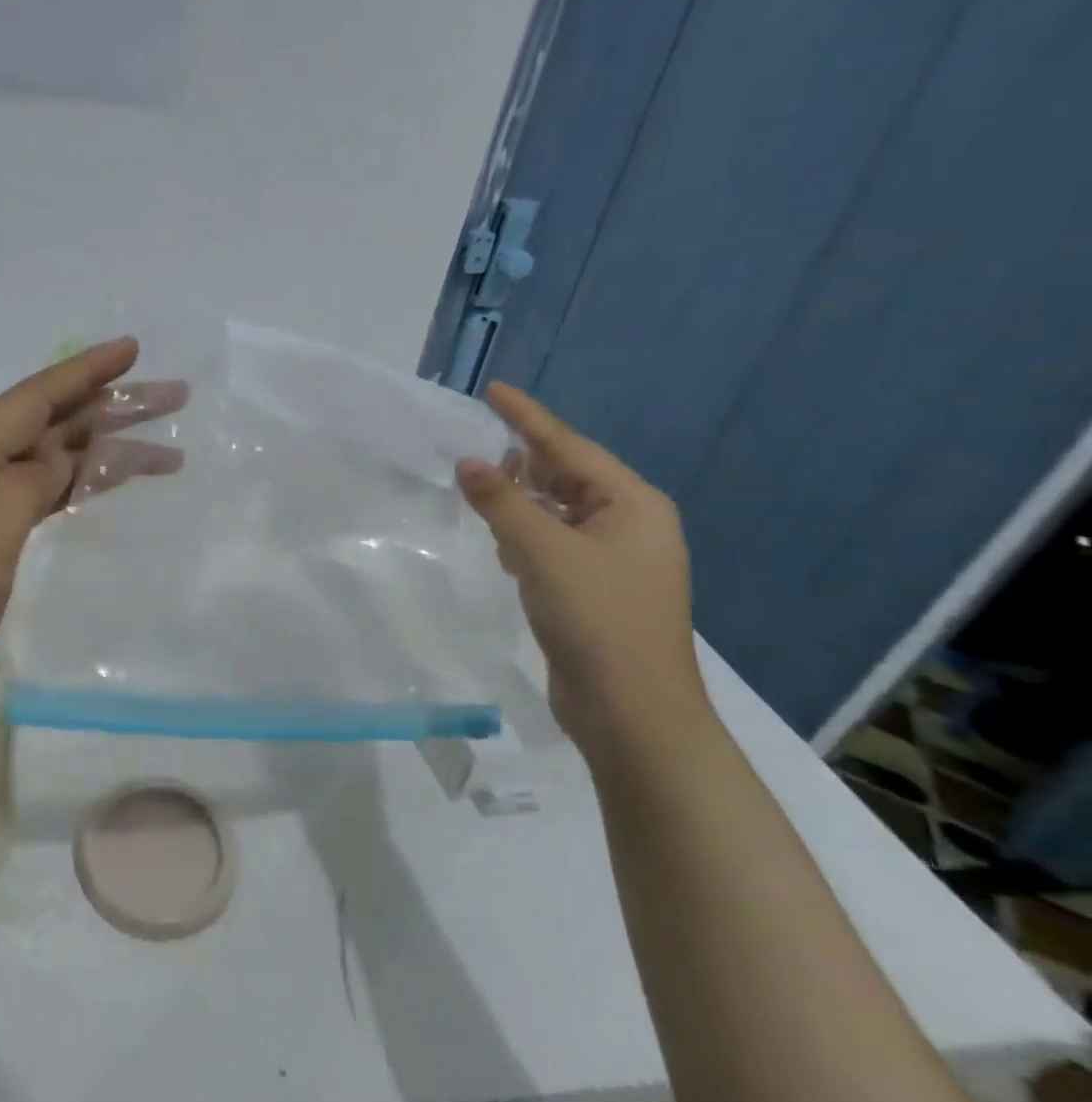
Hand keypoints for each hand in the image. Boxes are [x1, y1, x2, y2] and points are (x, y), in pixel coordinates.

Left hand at [0, 338, 183, 727]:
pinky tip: (107, 482)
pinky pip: (35, 494)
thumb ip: (18, 495)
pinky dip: (76, 484)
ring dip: (101, 448)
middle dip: (106, 405)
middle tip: (171, 396)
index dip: (82, 373)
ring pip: (45, 459)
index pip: (28, 403)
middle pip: (43, 424)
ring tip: (163, 447)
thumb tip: (57, 455)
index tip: (132, 349)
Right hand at [454, 384, 709, 756]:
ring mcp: (616, 560)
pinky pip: (556, 544)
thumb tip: (469, 463)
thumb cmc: (596, 620)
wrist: (632, 713)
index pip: (568, 447)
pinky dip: (528, 535)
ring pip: (559, 512)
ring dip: (522, 500)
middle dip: (523, 461)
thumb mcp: (542, 552)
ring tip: (482, 488)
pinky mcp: (596, 590)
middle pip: (567, 476)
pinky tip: (502, 543)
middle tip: (476, 444)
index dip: (527, 417)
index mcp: (632, 505)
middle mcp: (630, 524)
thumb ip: (502, 503)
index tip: (494, 389)